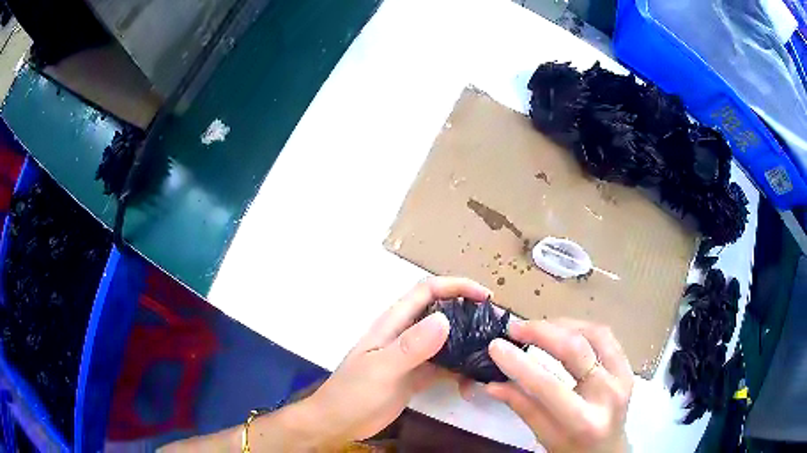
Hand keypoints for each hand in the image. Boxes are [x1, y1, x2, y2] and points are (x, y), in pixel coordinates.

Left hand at [307, 276, 491, 443]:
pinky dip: (460, 371)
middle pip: (442, 313)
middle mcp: (406, 334)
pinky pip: (445, 367)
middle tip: (496, 328)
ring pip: (447, 341)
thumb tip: (445, 320)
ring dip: (468, 345)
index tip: (486, 297)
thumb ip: (411, 346)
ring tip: (491, 356)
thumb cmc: (353, 393)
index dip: (457, 286)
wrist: (339, 422)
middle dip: (469, 314)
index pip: (428, 291)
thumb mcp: (381, 368)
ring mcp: (413, 356)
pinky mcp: (417, 376)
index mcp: (394, 323)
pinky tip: (471, 384)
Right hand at [486, 319, 632, 452]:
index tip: (496, 345)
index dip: (520, 363)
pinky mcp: (627, 366)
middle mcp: (608, 394)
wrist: (608, 450)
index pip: (548, 386)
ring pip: (594, 334)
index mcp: (583, 421)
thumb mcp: (545, 436)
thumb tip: (491, 384)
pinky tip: (563, 329)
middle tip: (515, 328)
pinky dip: (581, 327)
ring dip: (562, 325)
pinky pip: (606, 336)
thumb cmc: (572, 449)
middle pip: (576, 350)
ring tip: (537, 327)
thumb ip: (522, 407)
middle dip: (541, 332)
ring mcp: (623, 376)